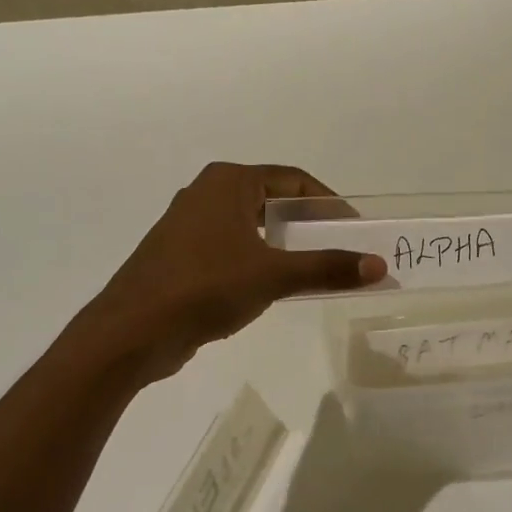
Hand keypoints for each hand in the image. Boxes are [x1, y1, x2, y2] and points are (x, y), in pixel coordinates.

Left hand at [88, 162, 385, 382]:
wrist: (132, 331)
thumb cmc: (204, 287)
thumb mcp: (273, 275)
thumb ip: (327, 267)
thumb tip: (379, 266)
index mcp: (228, 182)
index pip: (293, 180)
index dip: (329, 203)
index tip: (355, 228)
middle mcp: (207, 193)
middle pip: (273, 201)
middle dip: (308, 224)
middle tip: (341, 249)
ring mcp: (190, 226)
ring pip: (252, 226)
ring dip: (284, 245)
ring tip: (315, 269)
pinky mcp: (181, 256)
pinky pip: (233, 248)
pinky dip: (259, 260)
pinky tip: (273, 286)